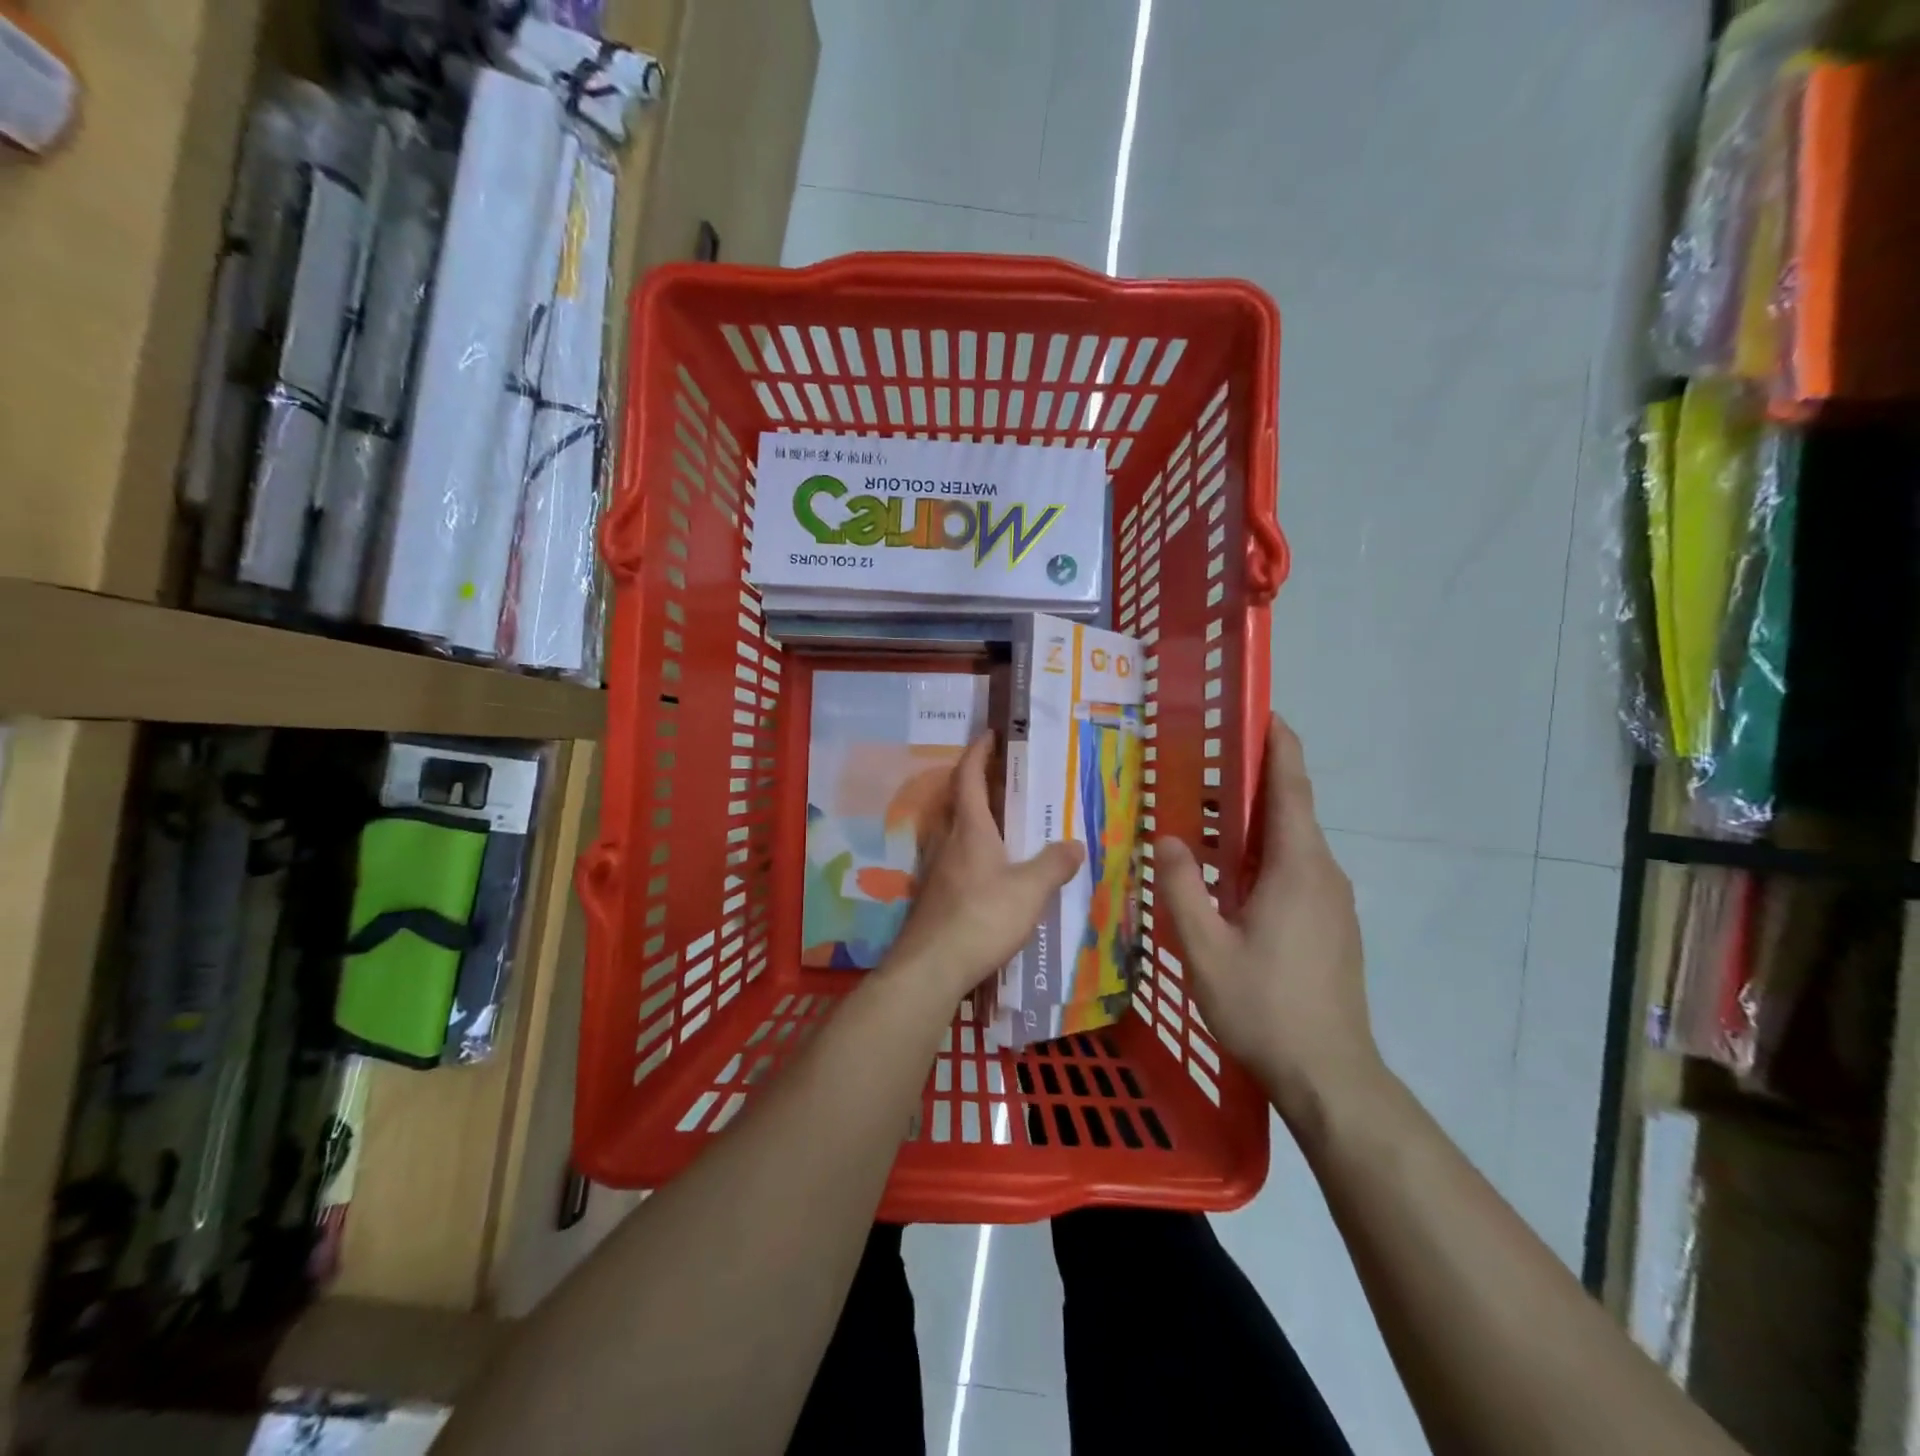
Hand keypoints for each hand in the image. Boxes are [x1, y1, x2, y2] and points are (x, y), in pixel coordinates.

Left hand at [883, 733, 1085, 1005]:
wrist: (931, 967)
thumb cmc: (981, 918)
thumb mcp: (1029, 891)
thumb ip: (1054, 865)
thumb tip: (1076, 844)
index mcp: (970, 830)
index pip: (968, 777)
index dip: (978, 752)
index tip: (990, 734)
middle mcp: (948, 842)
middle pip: (960, 802)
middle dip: (980, 783)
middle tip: (1008, 778)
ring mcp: (937, 870)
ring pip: (956, 832)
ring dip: (977, 819)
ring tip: (1007, 824)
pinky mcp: (935, 896)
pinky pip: (956, 859)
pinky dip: (975, 852)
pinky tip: (993, 873)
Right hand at [1157, 715, 1381, 1127]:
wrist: (1330, 1075)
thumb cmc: (1265, 1006)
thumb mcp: (1205, 948)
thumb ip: (1182, 888)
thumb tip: (1169, 839)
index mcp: (1297, 867)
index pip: (1291, 787)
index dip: (1279, 744)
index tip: (1260, 712)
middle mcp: (1323, 873)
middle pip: (1291, 810)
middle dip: (1254, 779)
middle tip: (1205, 761)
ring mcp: (1332, 901)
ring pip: (1291, 843)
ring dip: (1254, 821)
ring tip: (1206, 813)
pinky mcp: (1331, 924)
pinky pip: (1295, 870)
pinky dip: (1262, 854)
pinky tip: (1228, 873)